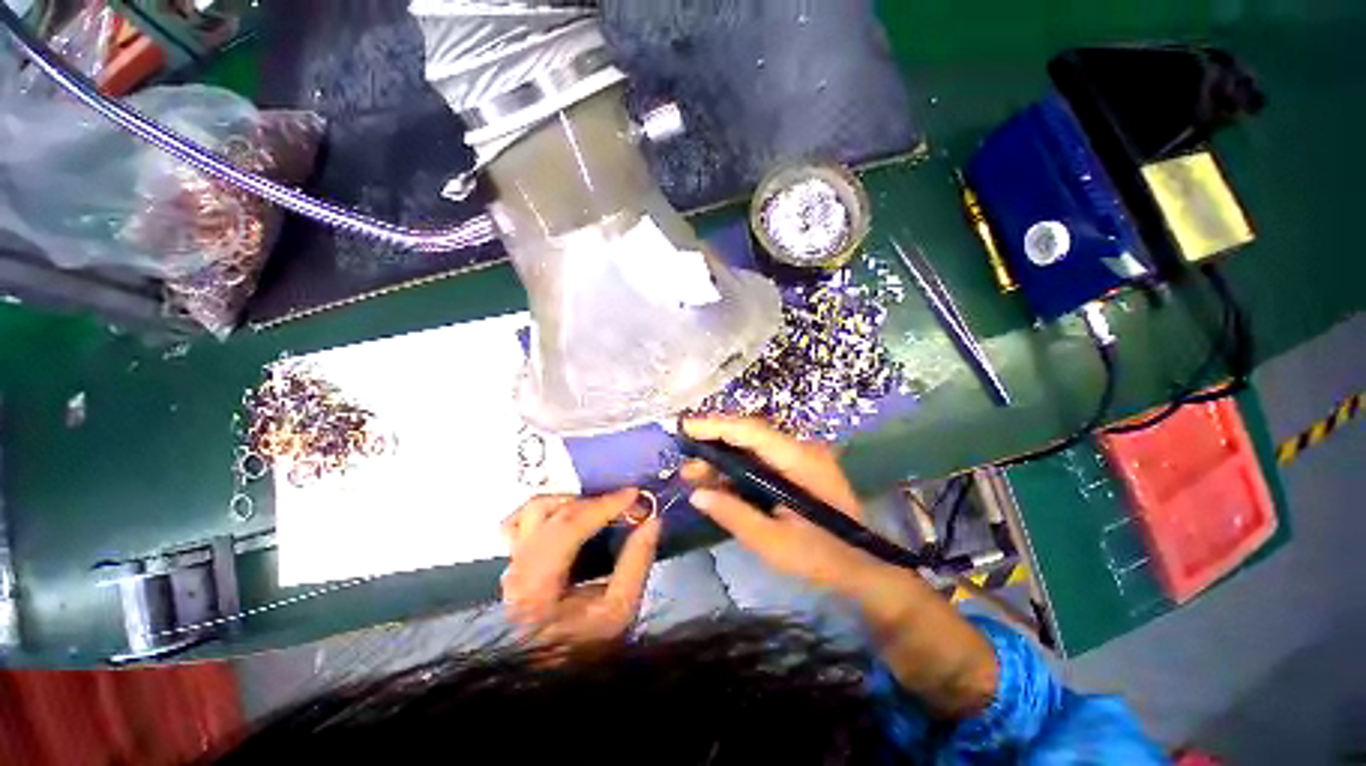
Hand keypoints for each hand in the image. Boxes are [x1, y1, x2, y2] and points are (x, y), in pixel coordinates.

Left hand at [500, 489, 660, 646]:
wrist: (555, 676)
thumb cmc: (588, 648)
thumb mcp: (621, 610)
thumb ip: (636, 562)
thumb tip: (651, 521)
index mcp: (538, 587)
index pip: (569, 528)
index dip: (604, 505)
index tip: (634, 493)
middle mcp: (518, 570)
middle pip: (554, 514)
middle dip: (596, 501)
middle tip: (627, 504)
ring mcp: (512, 564)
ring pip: (533, 511)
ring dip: (571, 501)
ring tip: (599, 508)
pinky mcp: (515, 562)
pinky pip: (522, 521)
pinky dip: (548, 510)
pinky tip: (569, 514)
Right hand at [680, 416, 880, 599]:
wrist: (866, 568)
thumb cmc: (823, 559)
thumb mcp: (774, 544)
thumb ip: (734, 515)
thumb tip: (697, 494)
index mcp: (800, 461)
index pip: (752, 431)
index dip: (716, 426)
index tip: (685, 428)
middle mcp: (802, 450)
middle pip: (751, 435)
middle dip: (714, 445)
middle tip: (686, 464)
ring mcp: (802, 458)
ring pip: (754, 448)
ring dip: (724, 458)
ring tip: (694, 475)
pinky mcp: (799, 469)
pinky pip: (762, 460)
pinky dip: (738, 469)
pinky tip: (720, 481)